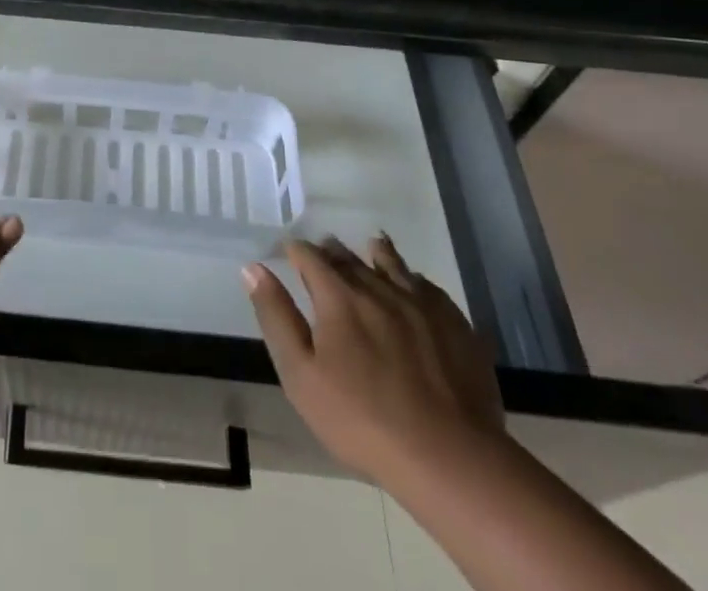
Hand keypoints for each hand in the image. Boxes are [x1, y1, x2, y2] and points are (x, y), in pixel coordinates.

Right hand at [245, 234, 502, 487]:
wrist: (449, 458)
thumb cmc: (362, 421)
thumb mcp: (301, 375)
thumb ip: (276, 316)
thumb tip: (253, 268)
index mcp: (338, 295)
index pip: (309, 255)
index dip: (295, 250)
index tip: (288, 252)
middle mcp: (377, 286)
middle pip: (348, 256)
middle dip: (331, 252)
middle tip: (324, 255)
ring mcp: (420, 302)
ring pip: (391, 263)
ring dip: (375, 255)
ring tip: (370, 249)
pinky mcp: (454, 323)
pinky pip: (427, 286)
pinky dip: (412, 278)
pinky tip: (413, 285)